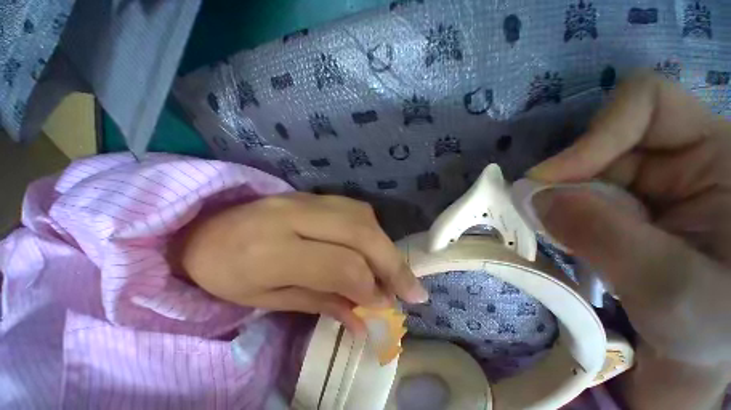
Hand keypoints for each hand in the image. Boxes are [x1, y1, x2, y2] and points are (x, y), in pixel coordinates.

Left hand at [174, 193, 427, 331]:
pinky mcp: (311, 194)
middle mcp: (293, 216)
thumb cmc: (226, 274)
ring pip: (361, 216)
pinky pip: (353, 208)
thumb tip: (365, 319)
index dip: (369, 286)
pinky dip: (372, 229)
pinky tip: (376, 247)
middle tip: (413, 289)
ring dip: (385, 245)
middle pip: (359, 233)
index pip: (339, 264)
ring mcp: (304, 199)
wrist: (203, 229)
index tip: (385, 305)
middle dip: (392, 262)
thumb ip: (321, 304)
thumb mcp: (269, 301)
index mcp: (269, 250)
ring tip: (396, 271)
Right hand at [528, 73, 730, 407]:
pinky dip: (558, 212)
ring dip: (556, 199)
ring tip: (548, 231)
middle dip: (562, 179)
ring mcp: (647, 182)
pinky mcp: (623, 204)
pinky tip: (558, 234)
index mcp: (714, 157)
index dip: (595, 134)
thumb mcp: (669, 289)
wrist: (694, 352)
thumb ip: (604, 237)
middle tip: (536, 215)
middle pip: (601, 143)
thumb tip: (533, 197)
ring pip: (581, 171)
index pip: (647, 104)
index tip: (551, 179)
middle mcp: (679, 159)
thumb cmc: (706, 326)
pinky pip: (575, 194)